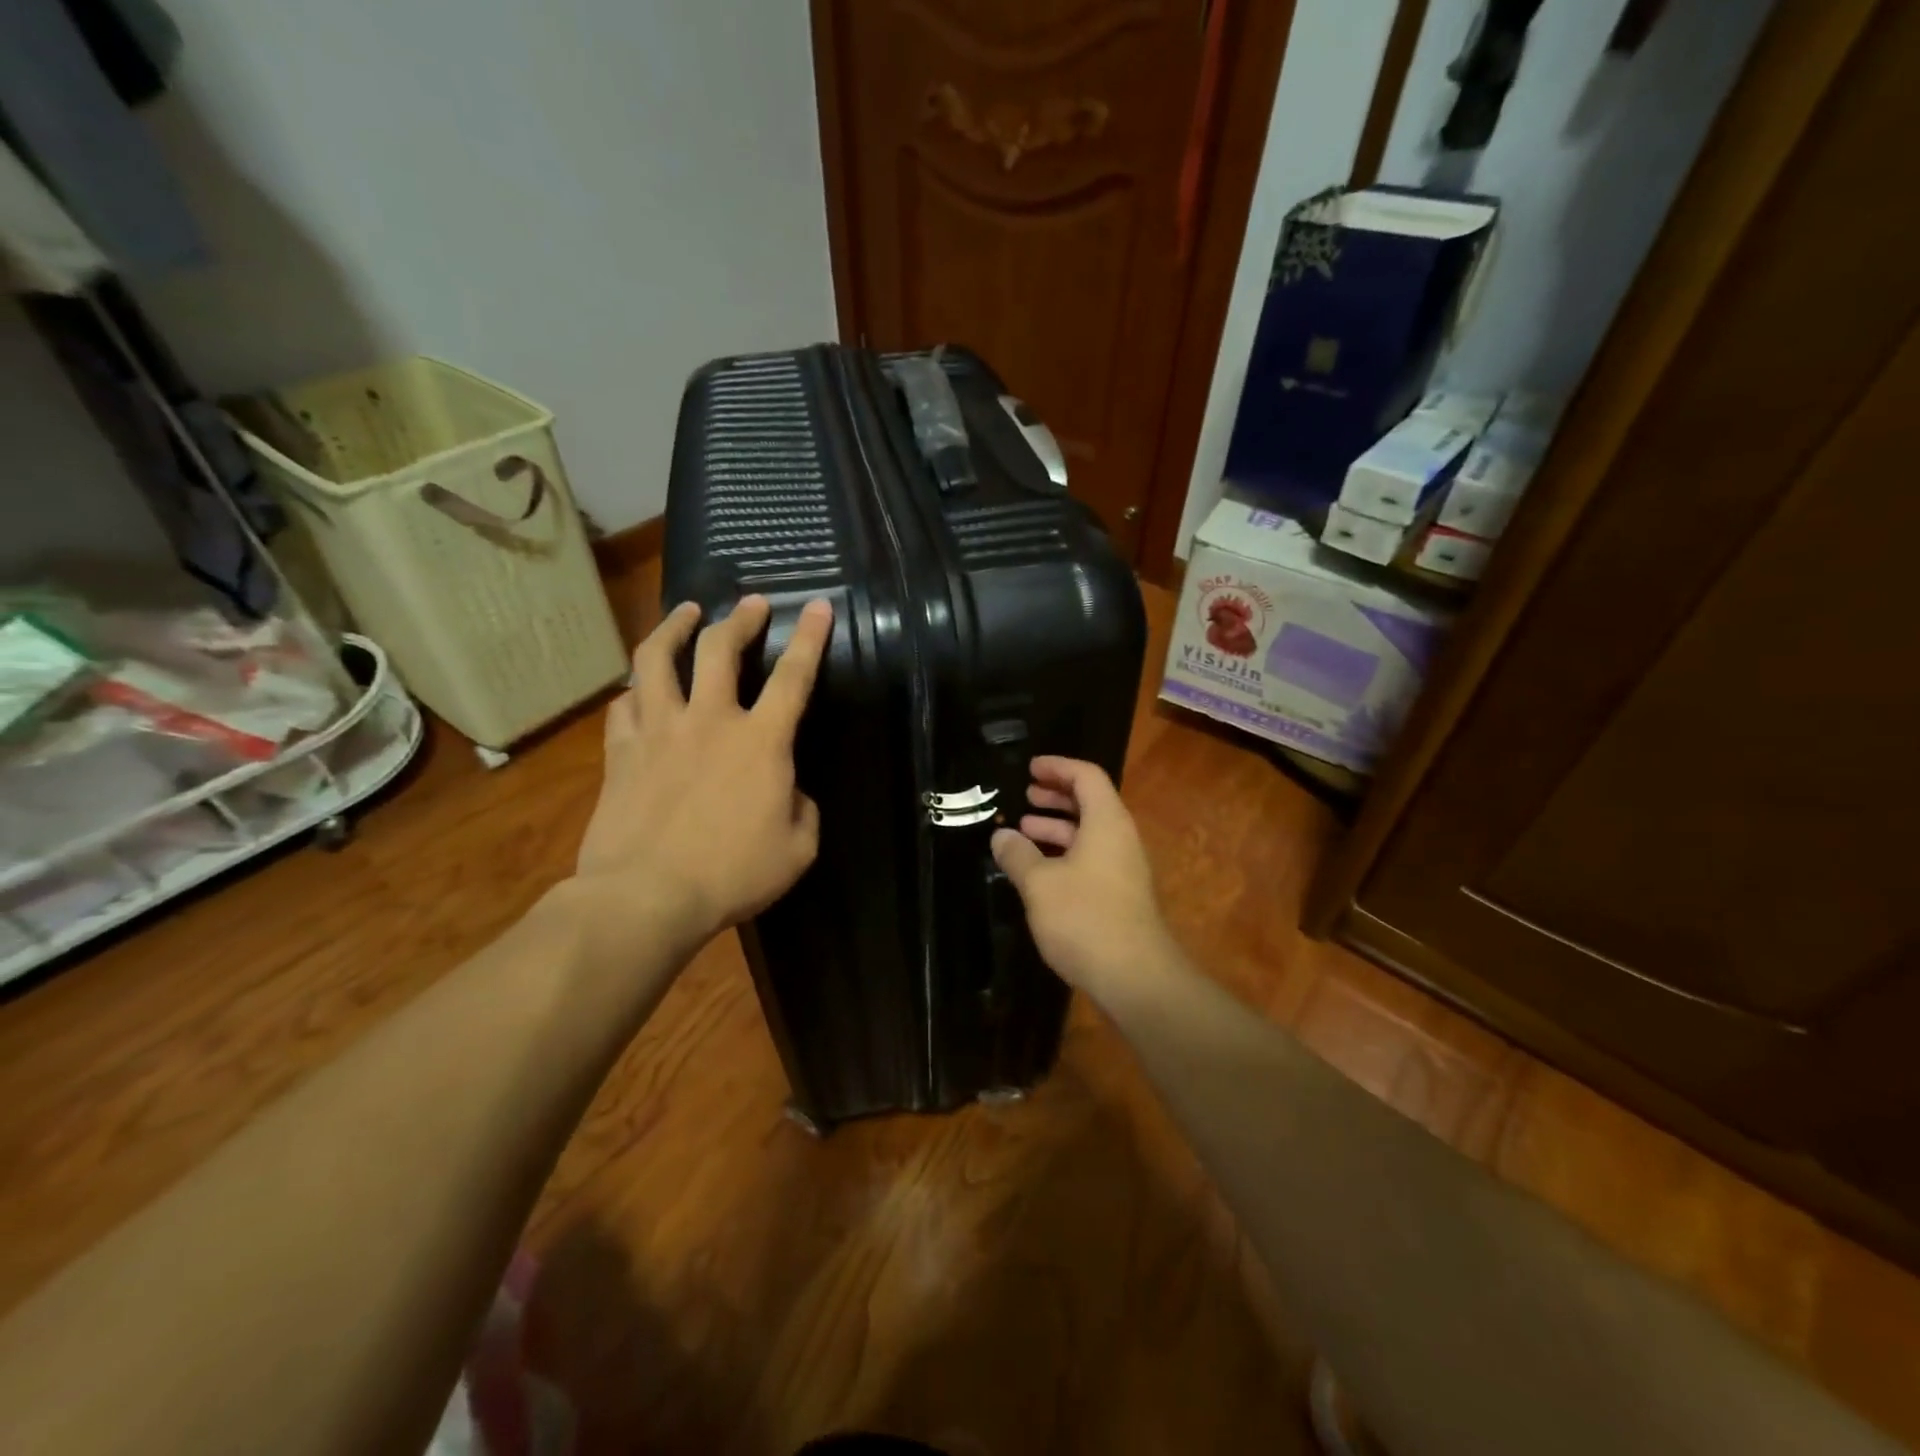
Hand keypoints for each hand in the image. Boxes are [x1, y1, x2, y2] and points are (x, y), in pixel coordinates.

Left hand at [571, 594, 832, 958]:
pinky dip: (634, 691)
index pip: (793, 676)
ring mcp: (658, 731)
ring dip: (673, 627)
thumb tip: (790, 792)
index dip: (811, 637)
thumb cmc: (732, 874)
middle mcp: (709, 720)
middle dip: (740, 617)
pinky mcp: (620, 752)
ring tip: (685, 613)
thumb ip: (803, 810)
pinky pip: (623, 706)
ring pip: (656, 659)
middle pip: (720, 648)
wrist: (646, 896)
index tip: (819, 605)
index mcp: (761, 741)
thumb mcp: (797, 849)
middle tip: (751, 603)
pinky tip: (638, 689)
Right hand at [990, 756, 1187, 1006]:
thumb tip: (1001, 836)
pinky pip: (1091, 859)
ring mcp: (1124, 869)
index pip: (1087, 776)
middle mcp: (1120, 839)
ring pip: (1090, 834)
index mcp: (1107, 822)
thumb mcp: (1040, 883)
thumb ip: (1018, 855)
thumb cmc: (1085, 918)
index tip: (1030, 768)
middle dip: (1057, 796)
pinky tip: (1039, 871)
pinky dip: (1065, 854)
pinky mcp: (1120, 896)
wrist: (1135, 977)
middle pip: (1091, 803)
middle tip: (1026, 795)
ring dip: (1058, 827)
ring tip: (1024, 830)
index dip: (1058, 767)